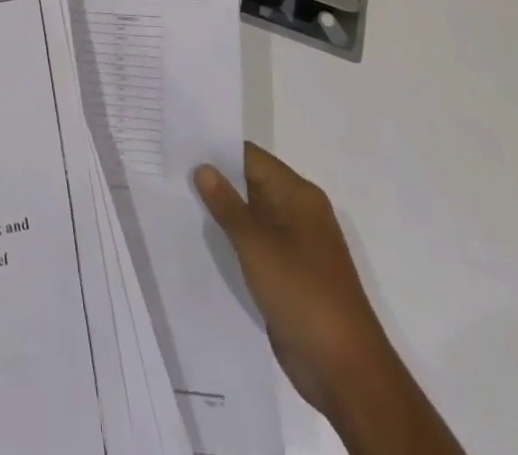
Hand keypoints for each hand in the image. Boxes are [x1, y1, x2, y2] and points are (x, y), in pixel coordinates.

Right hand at [194, 143, 376, 414]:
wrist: (346, 371)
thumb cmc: (303, 295)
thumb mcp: (258, 246)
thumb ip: (227, 206)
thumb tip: (203, 167)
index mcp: (298, 195)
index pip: (251, 158)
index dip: (217, 150)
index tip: (181, 146)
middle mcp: (298, 212)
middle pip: (251, 183)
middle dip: (216, 181)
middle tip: (171, 173)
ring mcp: (295, 245)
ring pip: (251, 216)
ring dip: (222, 213)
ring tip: (178, 201)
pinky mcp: (289, 274)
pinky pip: (256, 245)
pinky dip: (233, 241)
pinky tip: (202, 241)